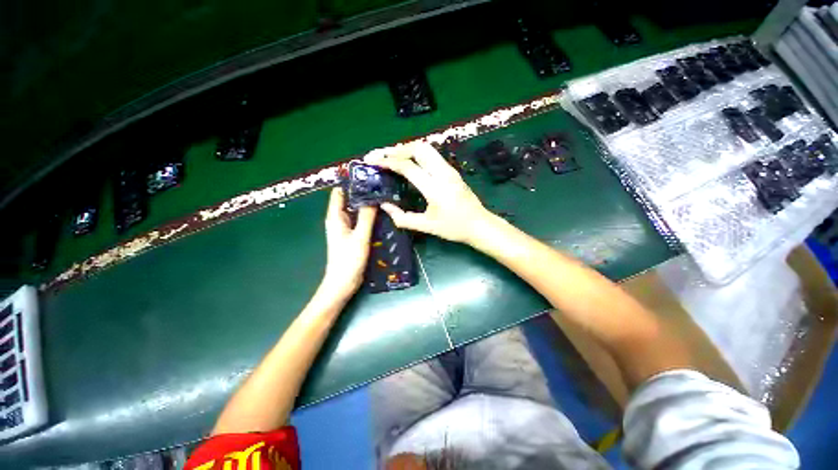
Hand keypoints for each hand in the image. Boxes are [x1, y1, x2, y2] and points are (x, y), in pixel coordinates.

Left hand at [321, 188, 376, 297]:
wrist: (343, 283)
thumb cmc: (348, 260)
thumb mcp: (359, 237)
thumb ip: (366, 217)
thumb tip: (373, 198)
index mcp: (335, 217)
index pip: (340, 193)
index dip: (351, 183)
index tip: (368, 176)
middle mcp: (339, 220)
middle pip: (350, 200)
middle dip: (363, 193)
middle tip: (381, 186)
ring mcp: (347, 228)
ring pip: (357, 211)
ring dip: (368, 205)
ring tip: (384, 197)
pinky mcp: (353, 236)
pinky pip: (361, 221)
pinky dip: (370, 216)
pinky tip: (382, 214)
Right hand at [365, 142, 494, 244]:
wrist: (479, 225)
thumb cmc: (454, 228)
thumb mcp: (427, 226)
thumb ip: (403, 218)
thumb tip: (385, 206)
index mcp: (435, 188)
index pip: (408, 166)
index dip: (388, 161)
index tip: (373, 161)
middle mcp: (442, 173)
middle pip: (418, 148)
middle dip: (397, 149)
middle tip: (381, 155)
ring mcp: (449, 170)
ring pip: (426, 148)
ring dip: (407, 148)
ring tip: (392, 156)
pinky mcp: (452, 171)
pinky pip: (432, 155)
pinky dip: (416, 153)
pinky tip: (409, 161)